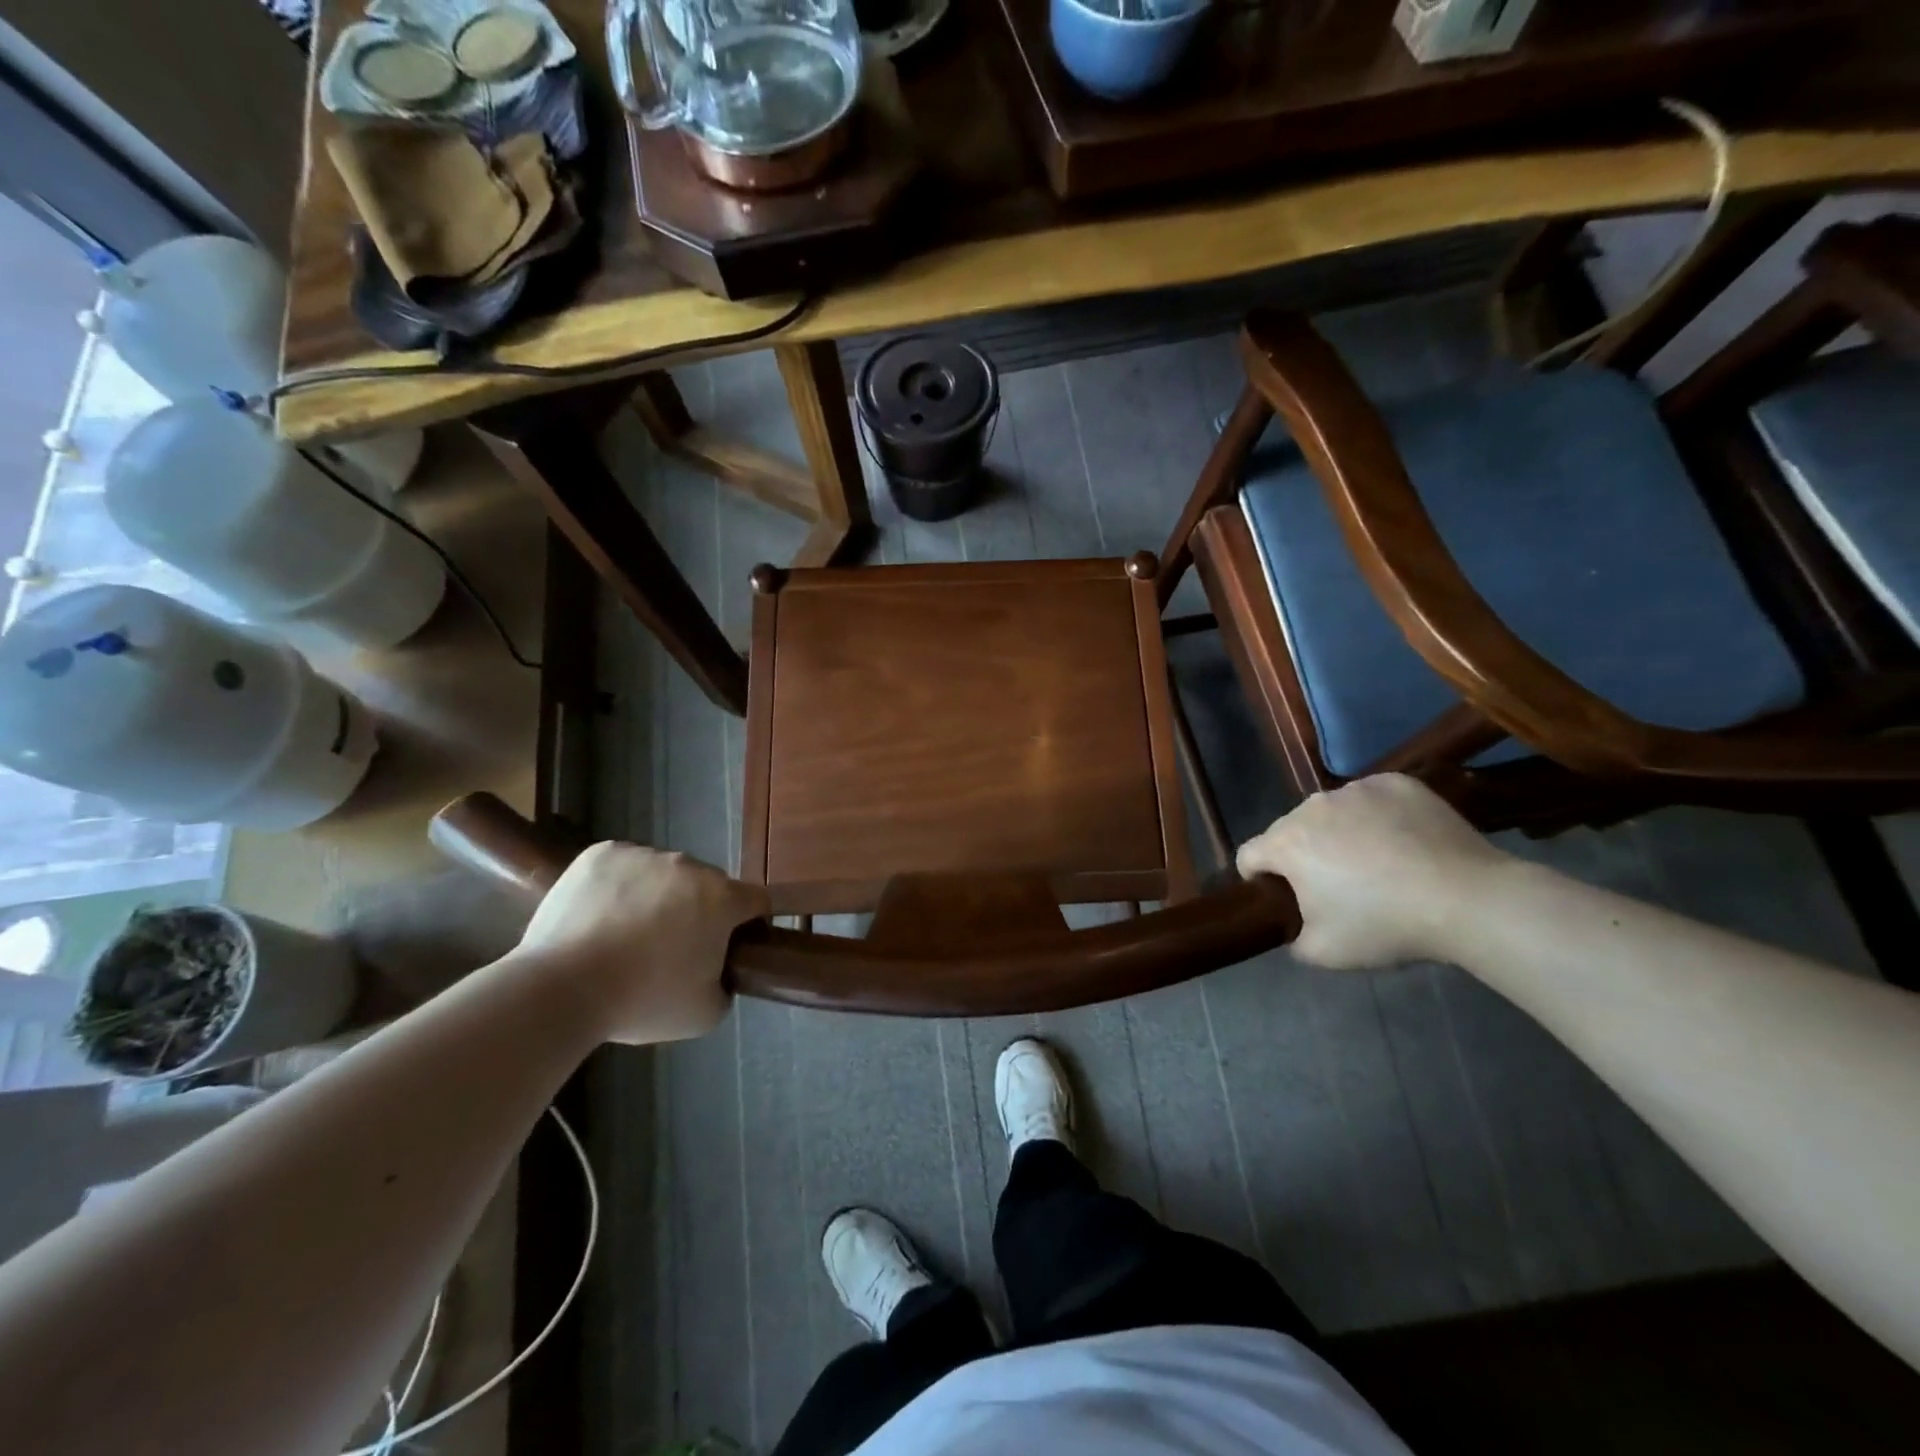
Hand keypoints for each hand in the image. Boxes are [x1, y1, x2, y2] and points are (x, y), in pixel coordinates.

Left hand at [518, 842, 769, 1044]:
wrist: (560, 988)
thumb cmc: (641, 1001)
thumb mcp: (704, 1014)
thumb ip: (725, 985)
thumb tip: (718, 971)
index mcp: (721, 899)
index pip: (756, 900)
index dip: (751, 921)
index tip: (733, 944)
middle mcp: (689, 866)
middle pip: (706, 885)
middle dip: (697, 910)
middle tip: (670, 948)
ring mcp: (644, 855)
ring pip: (663, 873)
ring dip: (657, 896)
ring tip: (624, 935)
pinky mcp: (602, 853)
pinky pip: (624, 865)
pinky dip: (619, 885)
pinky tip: (600, 916)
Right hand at [1236, 774, 1508, 969]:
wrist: (1468, 899)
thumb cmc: (1385, 925)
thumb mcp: (1323, 953)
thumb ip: (1292, 938)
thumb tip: (1295, 927)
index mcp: (1286, 843)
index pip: (1248, 856)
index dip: (1258, 879)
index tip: (1284, 899)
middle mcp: (1312, 806)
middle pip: (1289, 831)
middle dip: (1302, 855)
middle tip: (1338, 888)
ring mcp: (1356, 789)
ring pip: (1330, 812)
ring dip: (1338, 833)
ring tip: (1378, 863)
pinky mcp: (1396, 782)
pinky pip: (1370, 799)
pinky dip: (1376, 817)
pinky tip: (1403, 842)